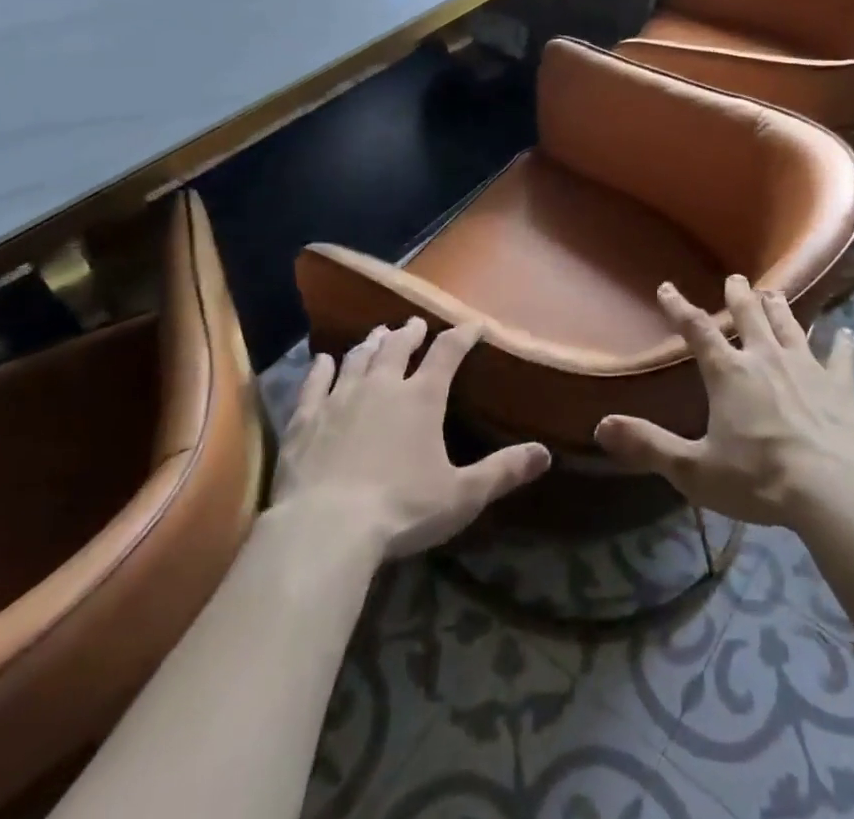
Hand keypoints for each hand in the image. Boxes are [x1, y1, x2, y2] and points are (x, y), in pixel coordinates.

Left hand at [272, 319, 550, 559]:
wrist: (325, 528)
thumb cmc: (402, 509)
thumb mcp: (462, 495)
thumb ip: (503, 471)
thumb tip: (545, 453)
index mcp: (422, 397)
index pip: (447, 353)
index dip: (461, 336)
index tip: (472, 325)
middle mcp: (382, 386)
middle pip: (398, 347)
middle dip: (410, 333)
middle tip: (415, 324)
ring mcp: (340, 397)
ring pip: (358, 358)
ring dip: (371, 343)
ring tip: (378, 334)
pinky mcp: (307, 418)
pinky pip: (315, 382)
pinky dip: (322, 368)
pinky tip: (323, 360)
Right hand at [595, 275, 853, 529]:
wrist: (834, 490)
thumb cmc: (759, 479)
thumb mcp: (695, 470)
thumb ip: (649, 446)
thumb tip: (602, 426)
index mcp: (729, 373)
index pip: (696, 330)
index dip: (679, 307)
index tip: (667, 287)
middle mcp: (766, 358)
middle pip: (749, 316)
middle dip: (738, 295)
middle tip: (735, 278)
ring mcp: (807, 367)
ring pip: (790, 326)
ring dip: (779, 308)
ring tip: (772, 292)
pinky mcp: (841, 385)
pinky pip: (841, 357)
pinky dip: (842, 344)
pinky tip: (847, 332)